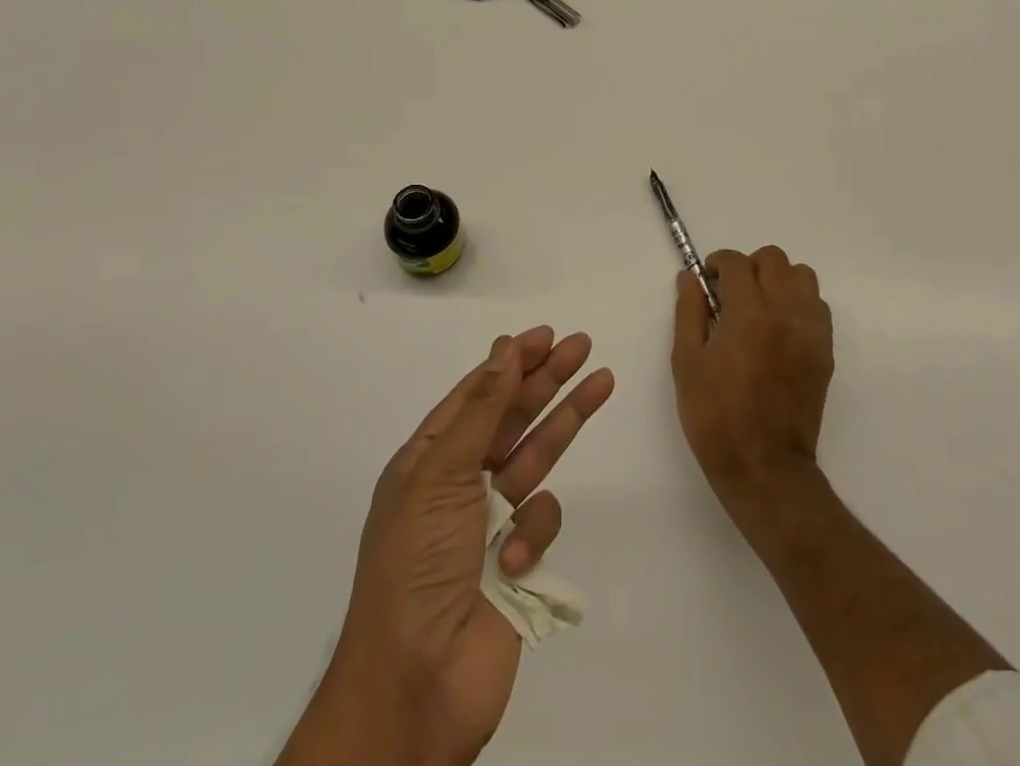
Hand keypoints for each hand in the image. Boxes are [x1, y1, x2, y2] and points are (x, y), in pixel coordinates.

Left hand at [285, 327, 613, 765]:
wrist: (418, 682)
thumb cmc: (418, 562)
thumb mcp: (441, 474)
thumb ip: (481, 410)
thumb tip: (503, 348)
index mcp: (428, 460)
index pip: (475, 395)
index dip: (508, 363)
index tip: (543, 336)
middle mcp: (459, 482)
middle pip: (511, 417)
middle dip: (546, 379)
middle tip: (582, 345)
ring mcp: (490, 520)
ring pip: (536, 456)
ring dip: (565, 419)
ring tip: (601, 381)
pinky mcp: (517, 558)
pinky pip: (540, 520)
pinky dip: (534, 531)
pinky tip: (518, 555)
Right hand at [672, 246, 832, 510]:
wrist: (764, 466)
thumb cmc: (715, 416)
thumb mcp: (687, 362)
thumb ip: (689, 311)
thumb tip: (690, 277)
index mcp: (748, 313)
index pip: (736, 262)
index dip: (717, 263)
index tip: (707, 281)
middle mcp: (785, 312)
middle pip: (774, 259)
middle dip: (748, 267)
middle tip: (731, 293)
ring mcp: (810, 331)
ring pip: (802, 276)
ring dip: (779, 280)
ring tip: (760, 306)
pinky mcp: (825, 351)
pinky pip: (818, 306)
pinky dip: (799, 304)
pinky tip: (780, 327)